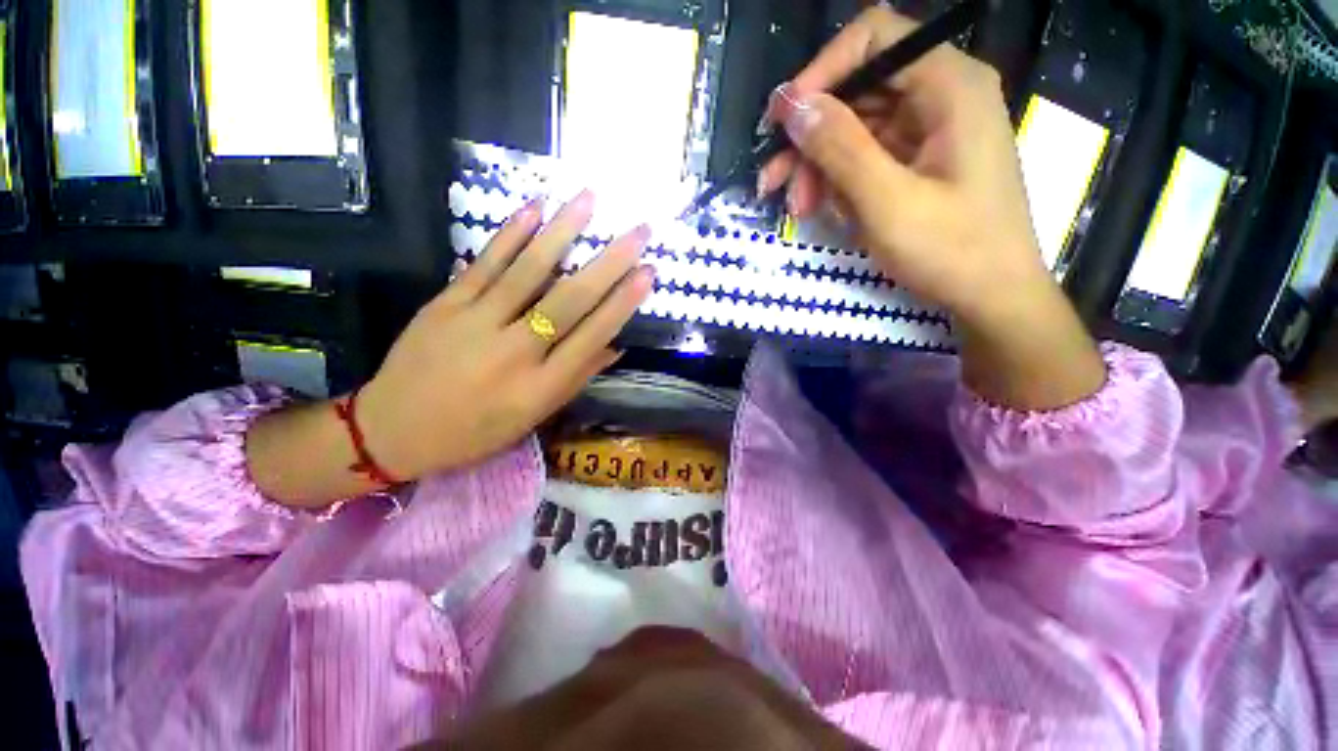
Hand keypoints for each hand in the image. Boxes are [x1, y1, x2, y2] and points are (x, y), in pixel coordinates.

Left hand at [359, 192, 655, 479]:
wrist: (393, 429)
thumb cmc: (475, 431)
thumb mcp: (533, 418)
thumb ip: (576, 379)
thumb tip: (615, 347)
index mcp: (540, 387)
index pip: (592, 337)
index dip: (623, 303)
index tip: (648, 273)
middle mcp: (515, 353)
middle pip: (568, 301)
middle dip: (609, 263)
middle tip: (639, 231)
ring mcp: (476, 323)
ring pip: (528, 272)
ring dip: (563, 232)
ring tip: (590, 199)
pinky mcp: (445, 304)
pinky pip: (484, 264)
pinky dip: (511, 235)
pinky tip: (534, 207)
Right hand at [760, 5, 1104, 408]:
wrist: (992, 297)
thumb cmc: (951, 250)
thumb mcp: (887, 201)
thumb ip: (840, 148)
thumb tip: (792, 104)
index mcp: (949, 86)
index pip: (874, 38)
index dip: (821, 72)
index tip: (781, 121)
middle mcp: (941, 96)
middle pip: (857, 90)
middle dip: (810, 137)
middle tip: (773, 183)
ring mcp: (929, 131)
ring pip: (855, 128)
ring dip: (817, 167)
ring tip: (797, 209)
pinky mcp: (918, 162)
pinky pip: (866, 157)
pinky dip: (839, 182)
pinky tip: (825, 210)